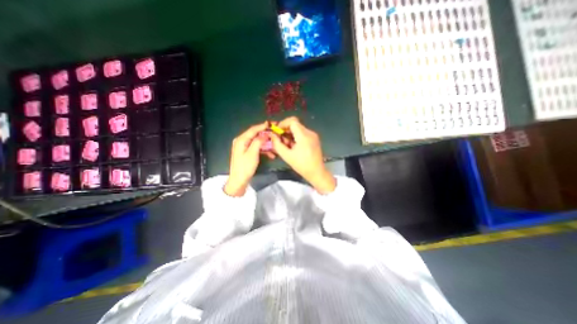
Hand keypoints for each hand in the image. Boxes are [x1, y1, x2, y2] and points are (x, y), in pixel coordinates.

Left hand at [226, 121, 270, 195]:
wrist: (239, 180)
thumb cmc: (245, 167)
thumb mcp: (253, 153)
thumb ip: (258, 142)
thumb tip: (265, 134)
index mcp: (241, 139)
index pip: (253, 129)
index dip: (263, 126)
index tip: (272, 124)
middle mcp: (241, 141)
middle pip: (255, 135)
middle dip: (266, 135)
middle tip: (276, 134)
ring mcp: (244, 147)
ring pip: (257, 142)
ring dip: (266, 144)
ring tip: (275, 146)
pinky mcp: (246, 152)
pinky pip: (256, 148)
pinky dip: (263, 150)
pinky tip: (271, 154)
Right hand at [272, 117, 339, 192]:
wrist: (316, 172)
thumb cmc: (301, 165)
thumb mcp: (287, 156)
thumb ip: (277, 144)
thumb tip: (272, 135)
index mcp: (304, 136)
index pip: (292, 121)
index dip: (283, 124)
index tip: (277, 131)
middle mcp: (310, 133)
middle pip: (296, 124)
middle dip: (286, 129)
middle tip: (280, 138)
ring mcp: (313, 135)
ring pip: (299, 128)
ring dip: (291, 133)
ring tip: (286, 143)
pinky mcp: (315, 138)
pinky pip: (303, 133)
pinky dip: (296, 136)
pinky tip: (293, 145)